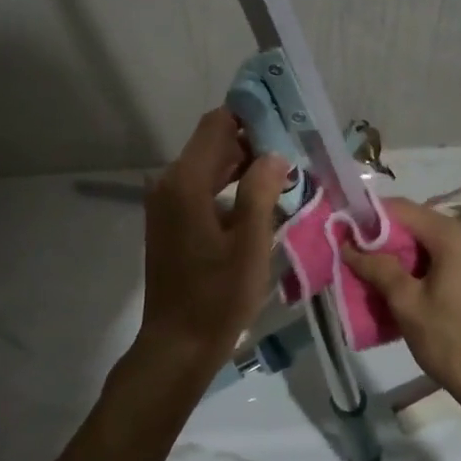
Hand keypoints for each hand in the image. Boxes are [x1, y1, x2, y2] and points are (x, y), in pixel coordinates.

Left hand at [137, 108, 289, 372]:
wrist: (177, 345)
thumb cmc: (217, 296)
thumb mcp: (250, 244)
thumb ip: (261, 191)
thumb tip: (273, 153)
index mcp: (186, 182)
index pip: (217, 125)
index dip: (250, 115)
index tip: (285, 118)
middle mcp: (169, 182)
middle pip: (212, 143)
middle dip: (252, 141)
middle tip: (294, 147)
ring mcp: (165, 202)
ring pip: (208, 166)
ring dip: (242, 164)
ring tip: (285, 171)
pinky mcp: (169, 220)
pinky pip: (201, 187)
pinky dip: (228, 185)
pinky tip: (259, 198)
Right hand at [342, 198, 460, 411]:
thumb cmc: (452, 342)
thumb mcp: (407, 304)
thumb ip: (377, 268)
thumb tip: (348, 245)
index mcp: (454, 236)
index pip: (402, 209)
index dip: (368, 217)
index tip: (342, 231)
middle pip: (416, 223)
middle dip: (382, 237)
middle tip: (351, 255)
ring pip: (428, 242)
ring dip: (399, 254)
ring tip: (370, 273)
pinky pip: (443, 257)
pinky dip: (419, 266)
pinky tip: (399, 286)